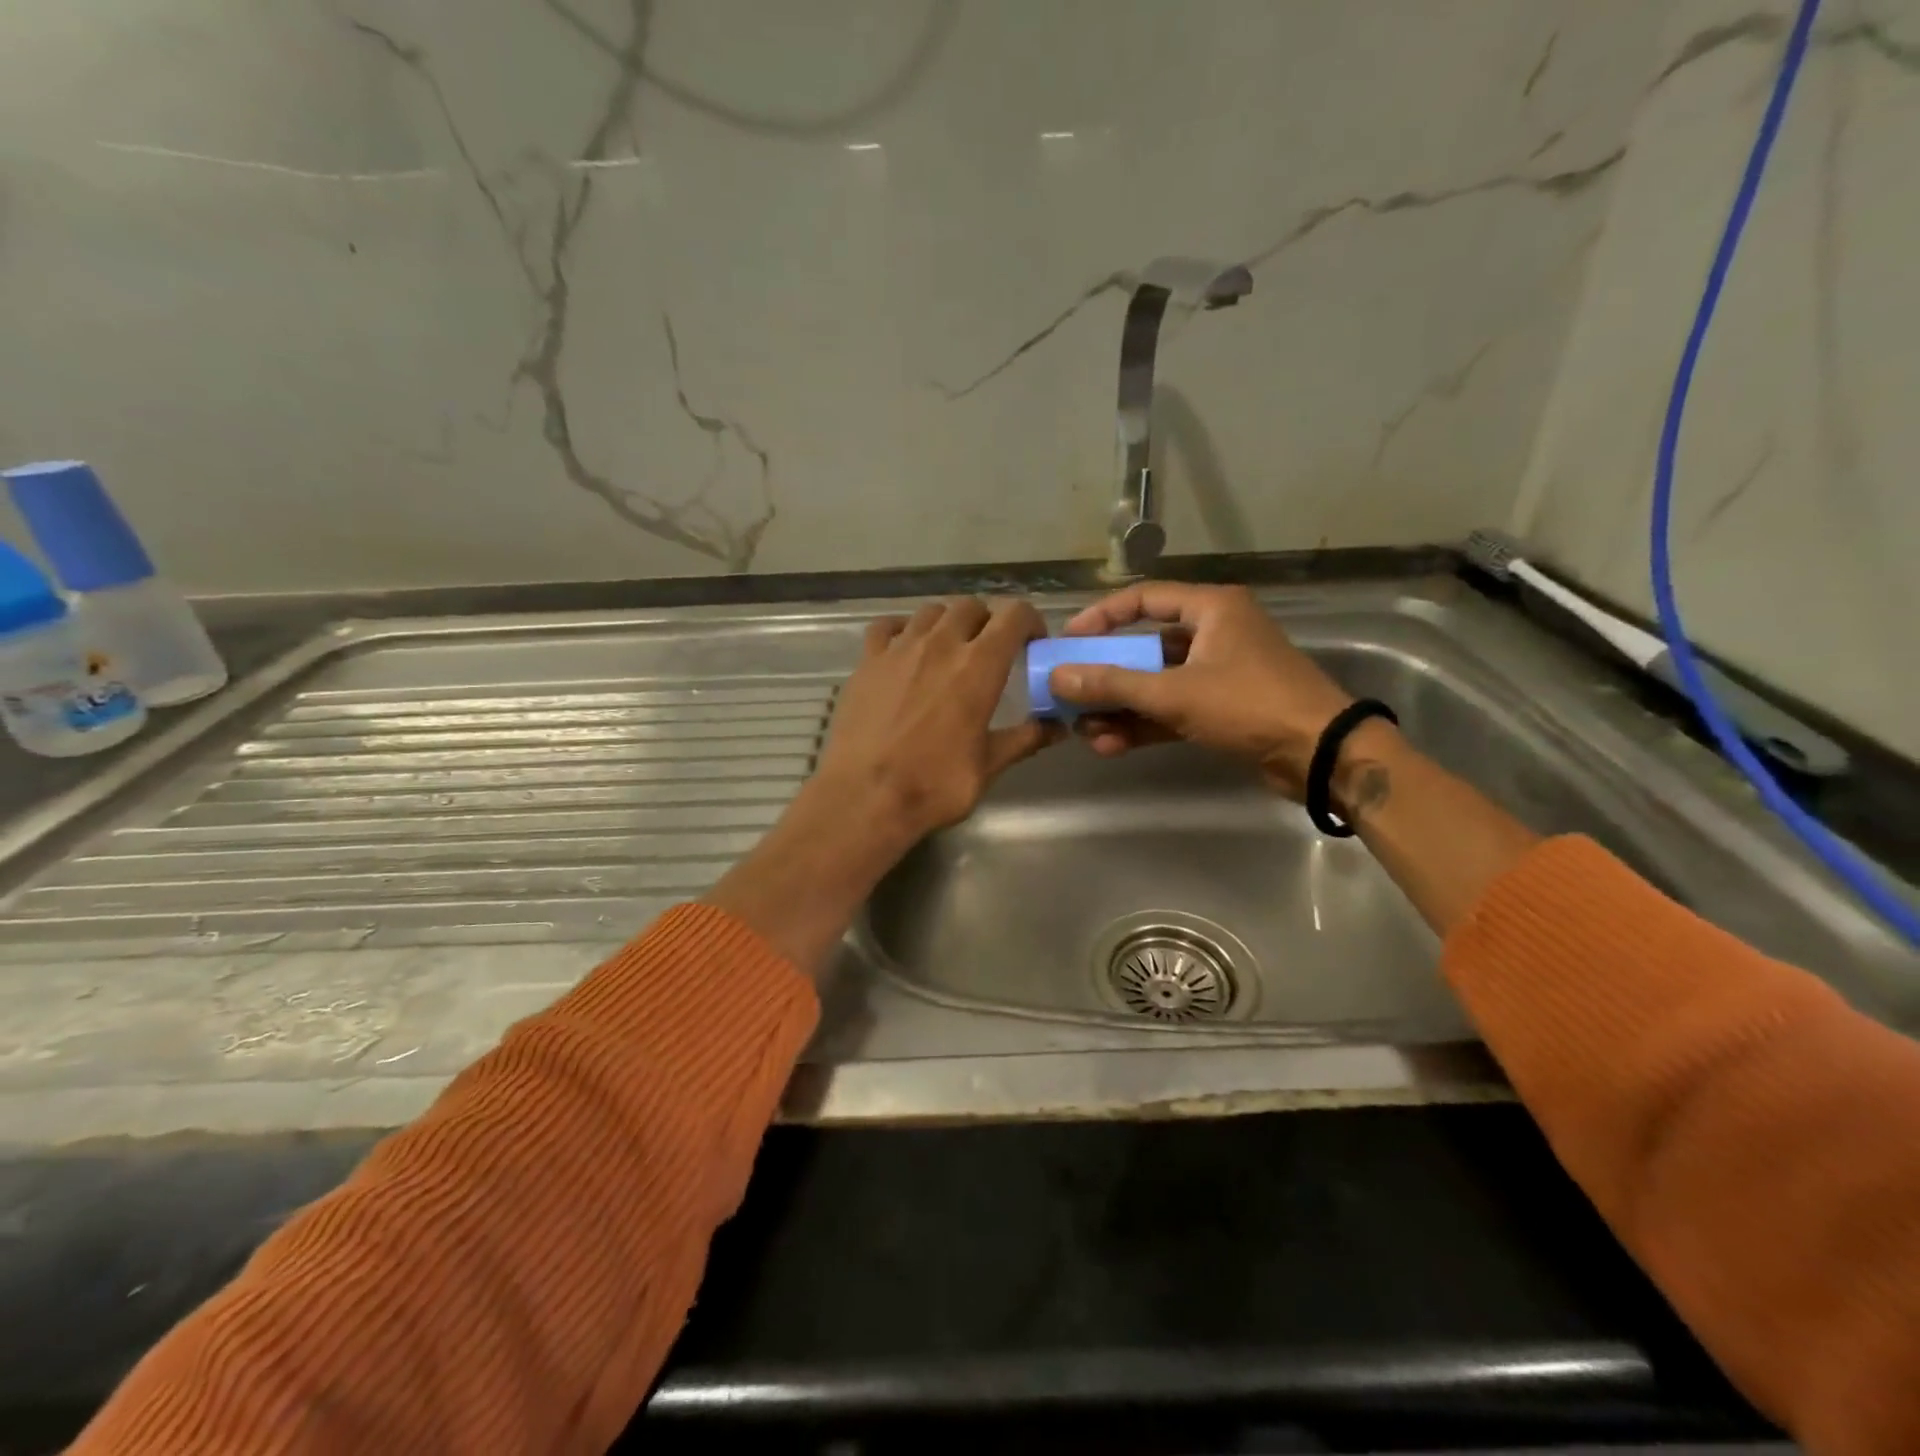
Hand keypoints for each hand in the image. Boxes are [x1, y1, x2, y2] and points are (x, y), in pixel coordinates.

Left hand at [814, 597, 1057, 846]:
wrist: (864, 798)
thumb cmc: (934, 785)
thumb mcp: (988, 766)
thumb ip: (1024, 739)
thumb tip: (1057, 727)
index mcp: (978, 667)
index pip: (1013, 616)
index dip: (1029, 621)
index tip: (1031, 642)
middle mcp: (940, 645)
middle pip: (970, 607)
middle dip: (988, 621)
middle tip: (991, 650)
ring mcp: (898, 649)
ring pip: (930, 612)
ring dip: (948, 623)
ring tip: (949, 649)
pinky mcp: (866, 661)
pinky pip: (887, 627)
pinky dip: (903, 630)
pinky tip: (905, 651)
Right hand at [1050, 582, 1353, 799]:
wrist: (1320, 754)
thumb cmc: (1249, 704)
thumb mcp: (1175, 693)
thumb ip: (1114, 685)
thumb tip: (1058, 678)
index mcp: (1211, 609)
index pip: (1143, 599)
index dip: (1101, 617)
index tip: (1068, 640)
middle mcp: (1215, 632)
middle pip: (1145, 646)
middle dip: (1107, 675)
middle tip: (1071, 692)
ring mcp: (1219, 672)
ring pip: (1157, 682)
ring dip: (1121, 706)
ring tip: (1085, 730)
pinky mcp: (1223, 707)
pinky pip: (1173, 708)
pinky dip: (1144, 723)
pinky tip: (1110, 744)